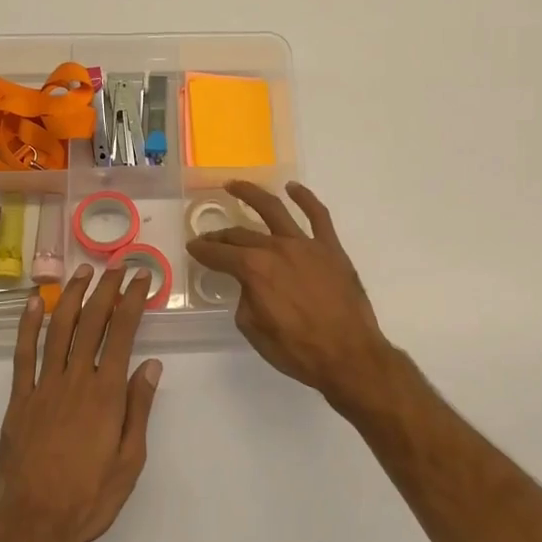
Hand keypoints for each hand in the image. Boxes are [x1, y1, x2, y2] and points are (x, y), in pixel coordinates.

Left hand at [0, 265, 161, 541]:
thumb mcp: (130, 461)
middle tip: (117, 265)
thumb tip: (151, 365)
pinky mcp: (19, 399)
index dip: (132, 301)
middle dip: (106, 289)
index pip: (122, 334)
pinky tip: (35, 302)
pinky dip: (28, 325)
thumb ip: (139, 409)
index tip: (141, 278)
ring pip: (59, 330)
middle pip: (92, 323)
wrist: (33, 524)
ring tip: (83, 272)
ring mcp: (43, 387)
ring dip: (72, 297)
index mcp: (106, 394)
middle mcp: (76, 380)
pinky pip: (23, 355)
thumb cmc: (89, 497)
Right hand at [186, 182, 404, 412]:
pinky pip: (318, 215)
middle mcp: (277, 248)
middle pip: (242, 235)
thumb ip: (245, 299)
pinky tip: (293, 188)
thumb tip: (250, 285)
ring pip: (274, 210)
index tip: (193, 248)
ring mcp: (306, 244)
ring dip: (251, 194)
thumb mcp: (254, 330)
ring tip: (235, 185)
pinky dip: (305, 198)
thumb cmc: (297, 350)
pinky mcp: (330, 248)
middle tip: (210, 238)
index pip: (220, 254)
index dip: (203, 251)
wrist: (348, 356)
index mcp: (254, 269)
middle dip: (221, 236)